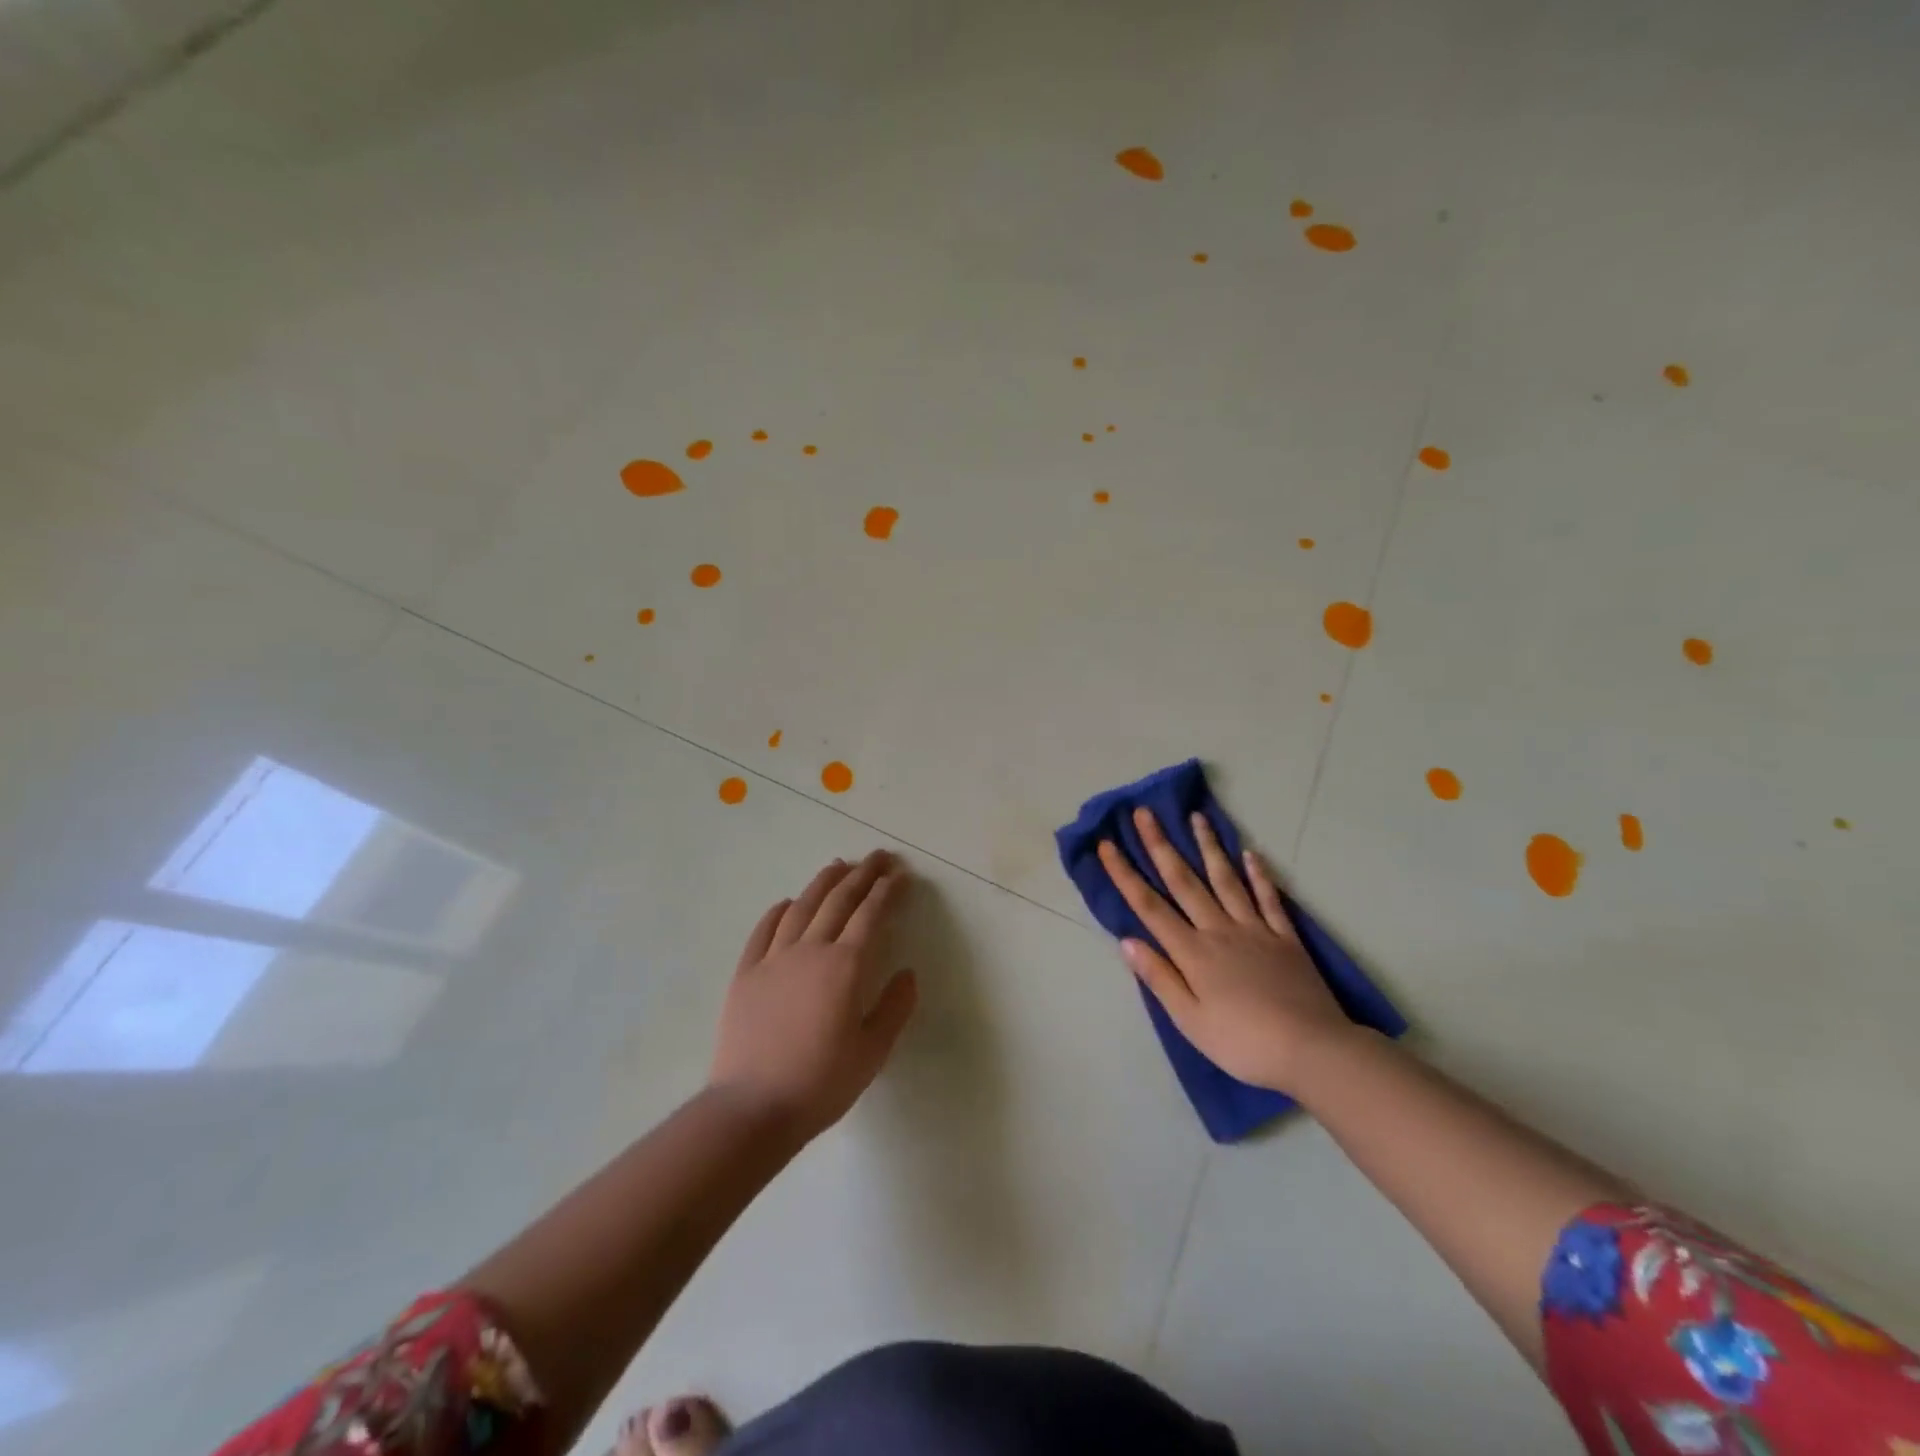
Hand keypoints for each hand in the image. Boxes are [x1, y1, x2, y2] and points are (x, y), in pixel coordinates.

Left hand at [708, 849, 918, 1142]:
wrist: (752, 1108)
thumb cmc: (820, 1083)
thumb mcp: (872, 1053)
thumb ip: (895, 1008)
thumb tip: (908, 973)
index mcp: (845, 967)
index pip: (870, 915)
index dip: (887, 891)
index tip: (900, 875)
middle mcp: (810, 951)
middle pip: (839, 901)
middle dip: (862, 874)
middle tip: (879, 856)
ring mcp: (773, 959)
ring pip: (802, 907)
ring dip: (823, 882)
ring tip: (838, 865)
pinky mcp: (746, 973)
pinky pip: (764, 931)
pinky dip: (779, 911)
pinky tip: (787, 902)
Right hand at [1098, 808, 1354, 1093]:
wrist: (1312, 1050)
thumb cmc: (1243, 1043)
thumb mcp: (1190, 1020)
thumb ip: (1159, 977)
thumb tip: (1127, 940)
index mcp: (1192, 952)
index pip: (1149, 906)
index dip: (1125, 874)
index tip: (1108, 845)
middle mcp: (1219, 930)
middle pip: (1184, 881)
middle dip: (1160, 845)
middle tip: (1144, 813)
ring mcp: (1255, 930)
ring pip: (1226, 880)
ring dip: (1208, 847)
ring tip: (1196, 817)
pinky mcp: (1286, 938)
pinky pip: (1269, 899)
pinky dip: (1259, 875)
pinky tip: (1251, 854)